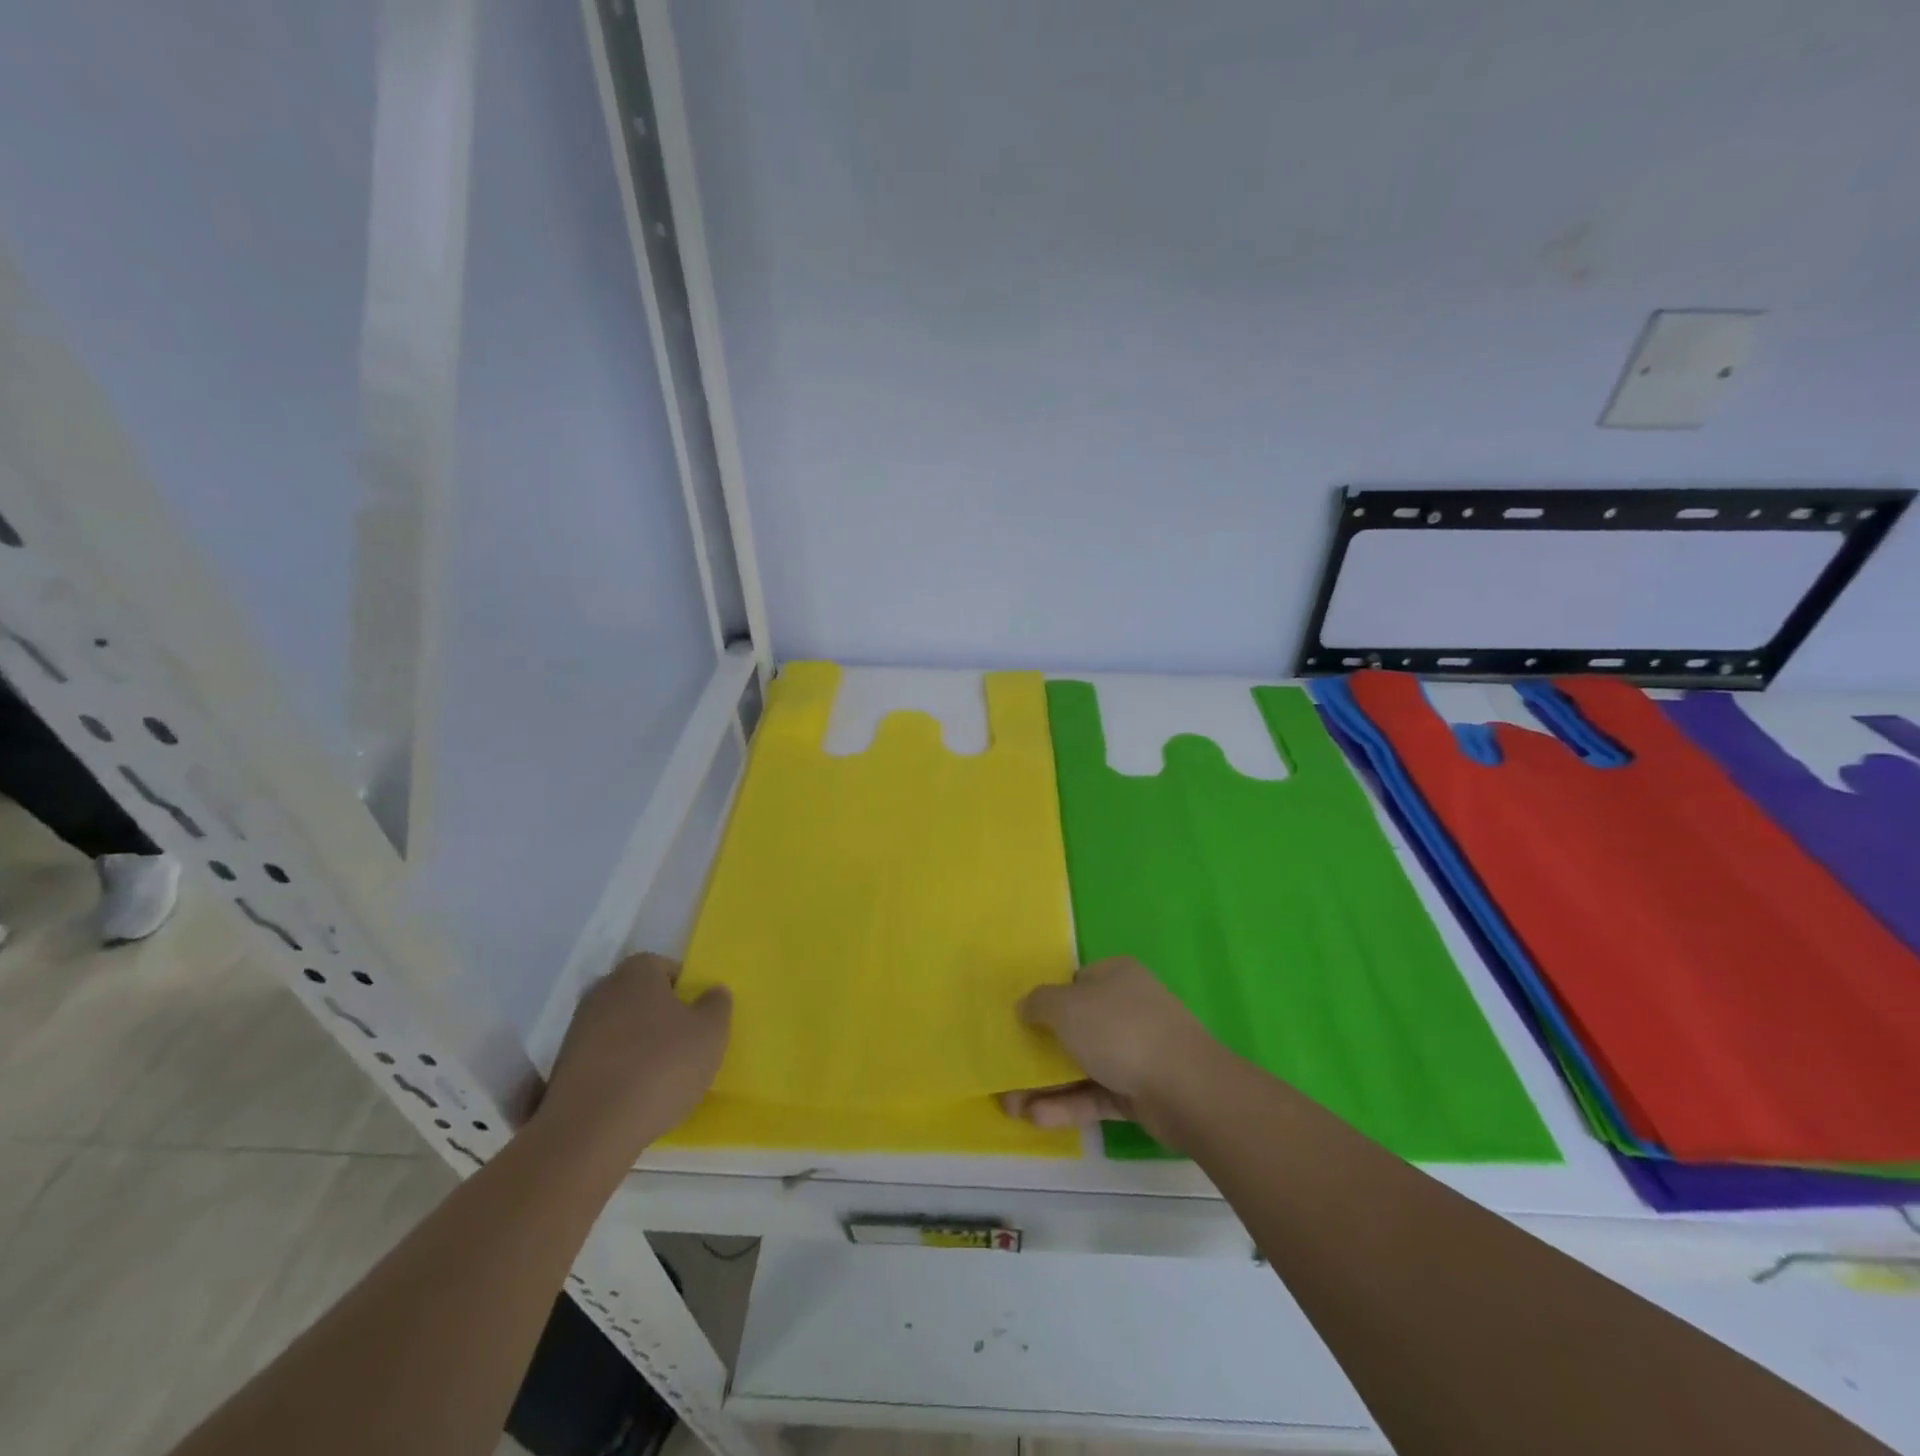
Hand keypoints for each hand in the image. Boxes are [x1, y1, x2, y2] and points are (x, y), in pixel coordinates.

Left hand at [536, 953, 730, 1163]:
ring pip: (620, 1029)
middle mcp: (602, 992)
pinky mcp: (562, 1070)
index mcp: (636, 973)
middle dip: (661, 1016)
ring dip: (639, 1045)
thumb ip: (717, 1005)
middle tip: (685, 1044)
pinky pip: (603, 1060)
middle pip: (640, 997)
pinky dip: (619, 1071)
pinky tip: (635, 1097)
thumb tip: (712, 992)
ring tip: (662, 1078)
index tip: (699, 1017)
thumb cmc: (661, 1066)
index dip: (685, 989)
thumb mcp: (711, 1033)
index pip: (665, 967)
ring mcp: (576, 1031)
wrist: (591, 1131)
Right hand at [1001, 957, 1225, 1146]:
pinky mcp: (1139, 1090)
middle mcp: (1126, 1008)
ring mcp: (1135, 1050)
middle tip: (1007, 1070)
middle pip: (1075, 1027)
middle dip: (1039, 1051)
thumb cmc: (1120, 1031)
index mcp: (1115, 976)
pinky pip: (1095, 1094)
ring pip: (1082, 1064)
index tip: (1020, 1023)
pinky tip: (1035, 1118)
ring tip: (1009, 1106)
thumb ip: (1039, 1003)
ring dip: (1046, 1084)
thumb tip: (1025, 1007)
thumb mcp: (1067, 1007)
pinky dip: (1067, 1104)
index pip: (1075, 983)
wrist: (1186, 1088)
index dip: (1046, 1001)